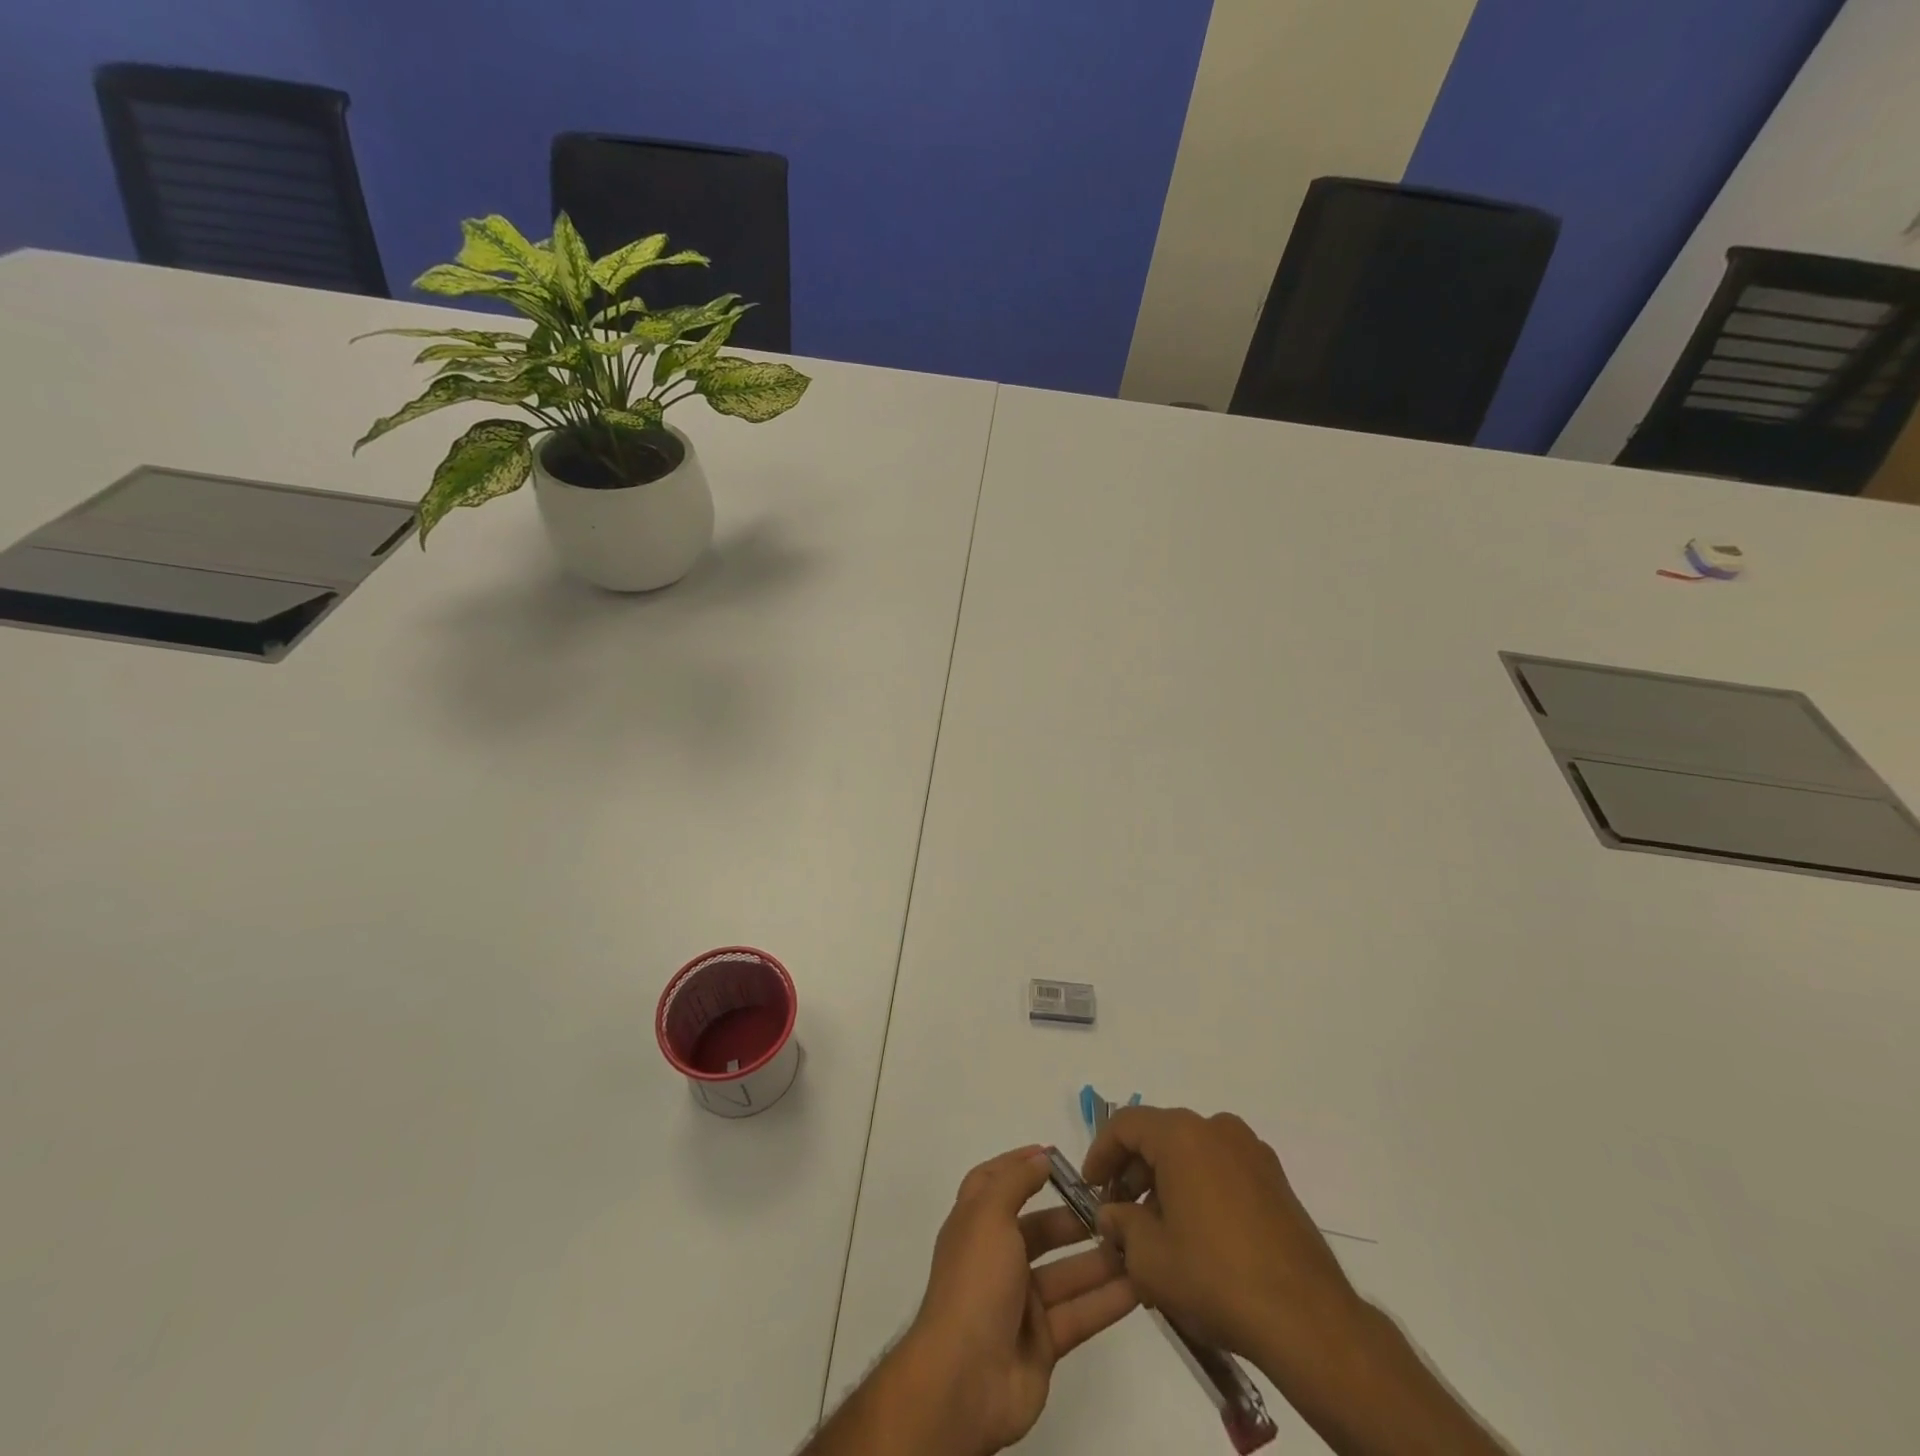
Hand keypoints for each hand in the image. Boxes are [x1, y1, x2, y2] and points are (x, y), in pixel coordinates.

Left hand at [901, 1146, 1137, 1454]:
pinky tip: (1141, 1285)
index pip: (995, 1183)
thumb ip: (1015, 1182)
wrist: (964, 1379)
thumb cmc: (975, 1282)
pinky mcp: (1043, 1343)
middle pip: (1039, 1230)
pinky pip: (1080, 1314)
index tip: (1053, 1155)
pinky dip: (1108, 1301)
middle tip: (1114, 1208)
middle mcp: (997, 1259)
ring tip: (1138, 1242)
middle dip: (1074, 1218)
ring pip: (1066, 1273)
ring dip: (1100, 1259)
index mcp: (975, 1225)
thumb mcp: (988, 1215)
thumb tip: (1040, 1157)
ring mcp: (1020, 1304)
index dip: (1019, 1166)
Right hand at [1082, 1108, 1364, 1388]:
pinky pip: (1221, 1170)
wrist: (1308, 1320)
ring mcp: (1252, 1152)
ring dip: (1165, 1182)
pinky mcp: (1275, 1180)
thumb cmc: (1216, 1278)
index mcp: (1182, 1135)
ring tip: (1157, 1233)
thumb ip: (1120, 1225)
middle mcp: (1217, 1128)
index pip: (1125, 1125)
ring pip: (1191, 1153)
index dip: (1100, 1154)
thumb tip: (1114, 1214)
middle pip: (1159, 1136)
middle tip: (1120, 1215)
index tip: (1090, 1189)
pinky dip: (1199, 1189)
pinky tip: (1196, 1237)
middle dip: (1133, 1172)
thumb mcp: (1149, 1258)